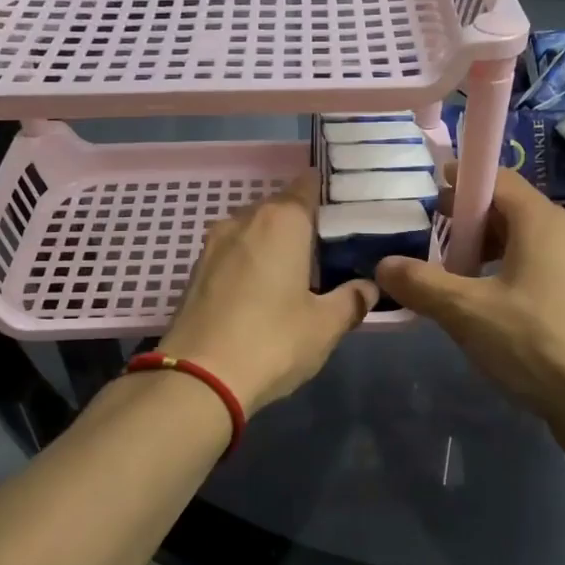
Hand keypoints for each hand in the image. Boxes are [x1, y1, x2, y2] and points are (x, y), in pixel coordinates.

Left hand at [158, 178, 376, 415]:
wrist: (198, 378)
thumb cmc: (273, 341)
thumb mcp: (325, 326)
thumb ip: (352, 300)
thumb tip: (369, 287)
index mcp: (282, 221)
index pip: (308, 185)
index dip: (329, 194)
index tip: (349, 211)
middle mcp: (244, 220)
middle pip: (281, 208)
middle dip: (305, 223)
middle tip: (332, 249)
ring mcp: (214, 244)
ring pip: (254, 230)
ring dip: (276, 244)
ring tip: (300, 271)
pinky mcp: (196, 271)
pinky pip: (234, 253)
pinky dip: (252, 262)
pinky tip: (265, 290)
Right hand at [375, 167, 564, 462]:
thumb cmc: (538, 343)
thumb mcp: (468, 312)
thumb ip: (422, 284)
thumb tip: (383, 265)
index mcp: (539, 221)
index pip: (495, 178)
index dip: (459, 181)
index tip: (426, 192)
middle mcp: (562, 235)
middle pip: (506, 211)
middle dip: (464, 222)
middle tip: (427, 241)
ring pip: (518, 246)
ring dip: (481, 255)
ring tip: (447, 279)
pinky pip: (532, 274)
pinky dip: (501, 278)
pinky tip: (481, 311)